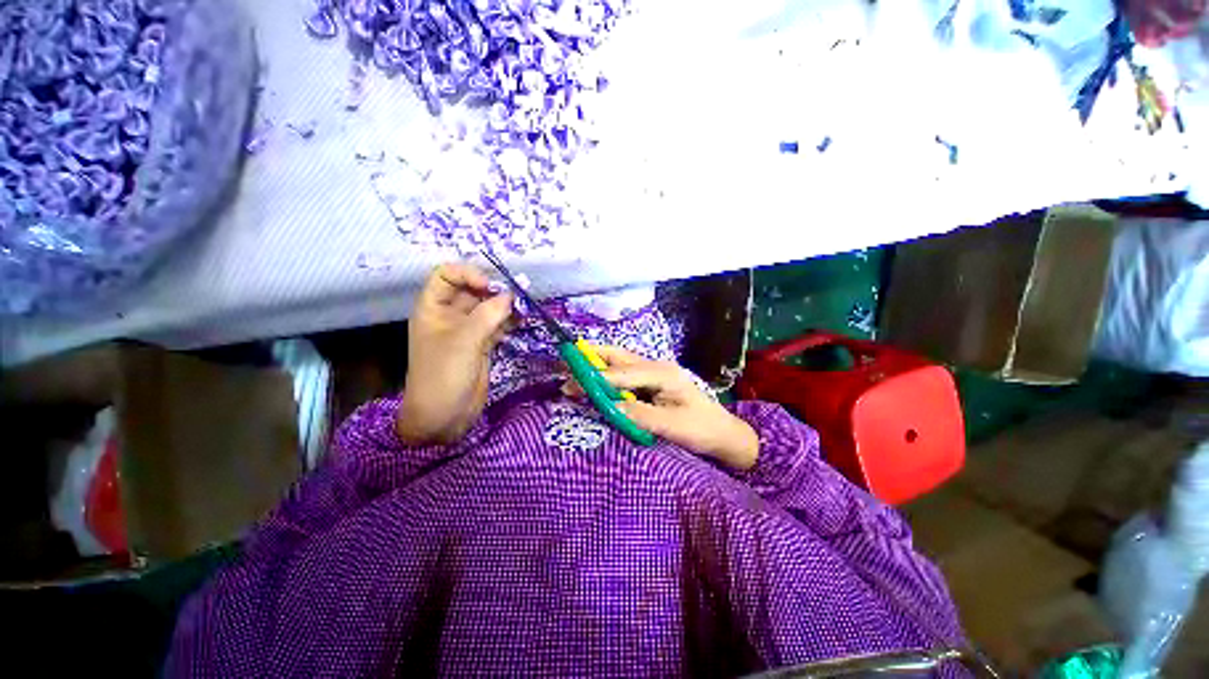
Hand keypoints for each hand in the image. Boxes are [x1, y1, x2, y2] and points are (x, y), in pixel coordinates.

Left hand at [397, 264, 513, 444]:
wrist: (443, 416)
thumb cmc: (443, 375)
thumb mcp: (464, 341)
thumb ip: (488, 315)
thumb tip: (510, 295)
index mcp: (433, 308)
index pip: (446, 276)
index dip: (467, 274)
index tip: (489, 286)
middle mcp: (450, 315)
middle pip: (472, 290)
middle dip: (494, 289)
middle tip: (518, 295)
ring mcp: (468, 330)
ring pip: (488, 307)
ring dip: (505, 305)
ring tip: (524, 307)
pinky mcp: (482, 344)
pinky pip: (497, 324)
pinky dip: (509, 321)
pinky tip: (522, 320)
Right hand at [576, 346, 759, 470]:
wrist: (723, 435)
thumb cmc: (702, 429)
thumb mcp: (673, 426)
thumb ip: (641, 415)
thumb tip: (610, 408)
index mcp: (663, 373)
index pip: (624, 372)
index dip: (598, 377)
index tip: (573, 384)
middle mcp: (656, 367)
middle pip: (619, 356)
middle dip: (593, 357)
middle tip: (567, 361)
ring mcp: (653, 374)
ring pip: (620, 363)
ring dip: (597, 364)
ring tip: (573, 370)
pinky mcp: (650, 384)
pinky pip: (623, 375)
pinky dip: (606, 377)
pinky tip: (594, 384)